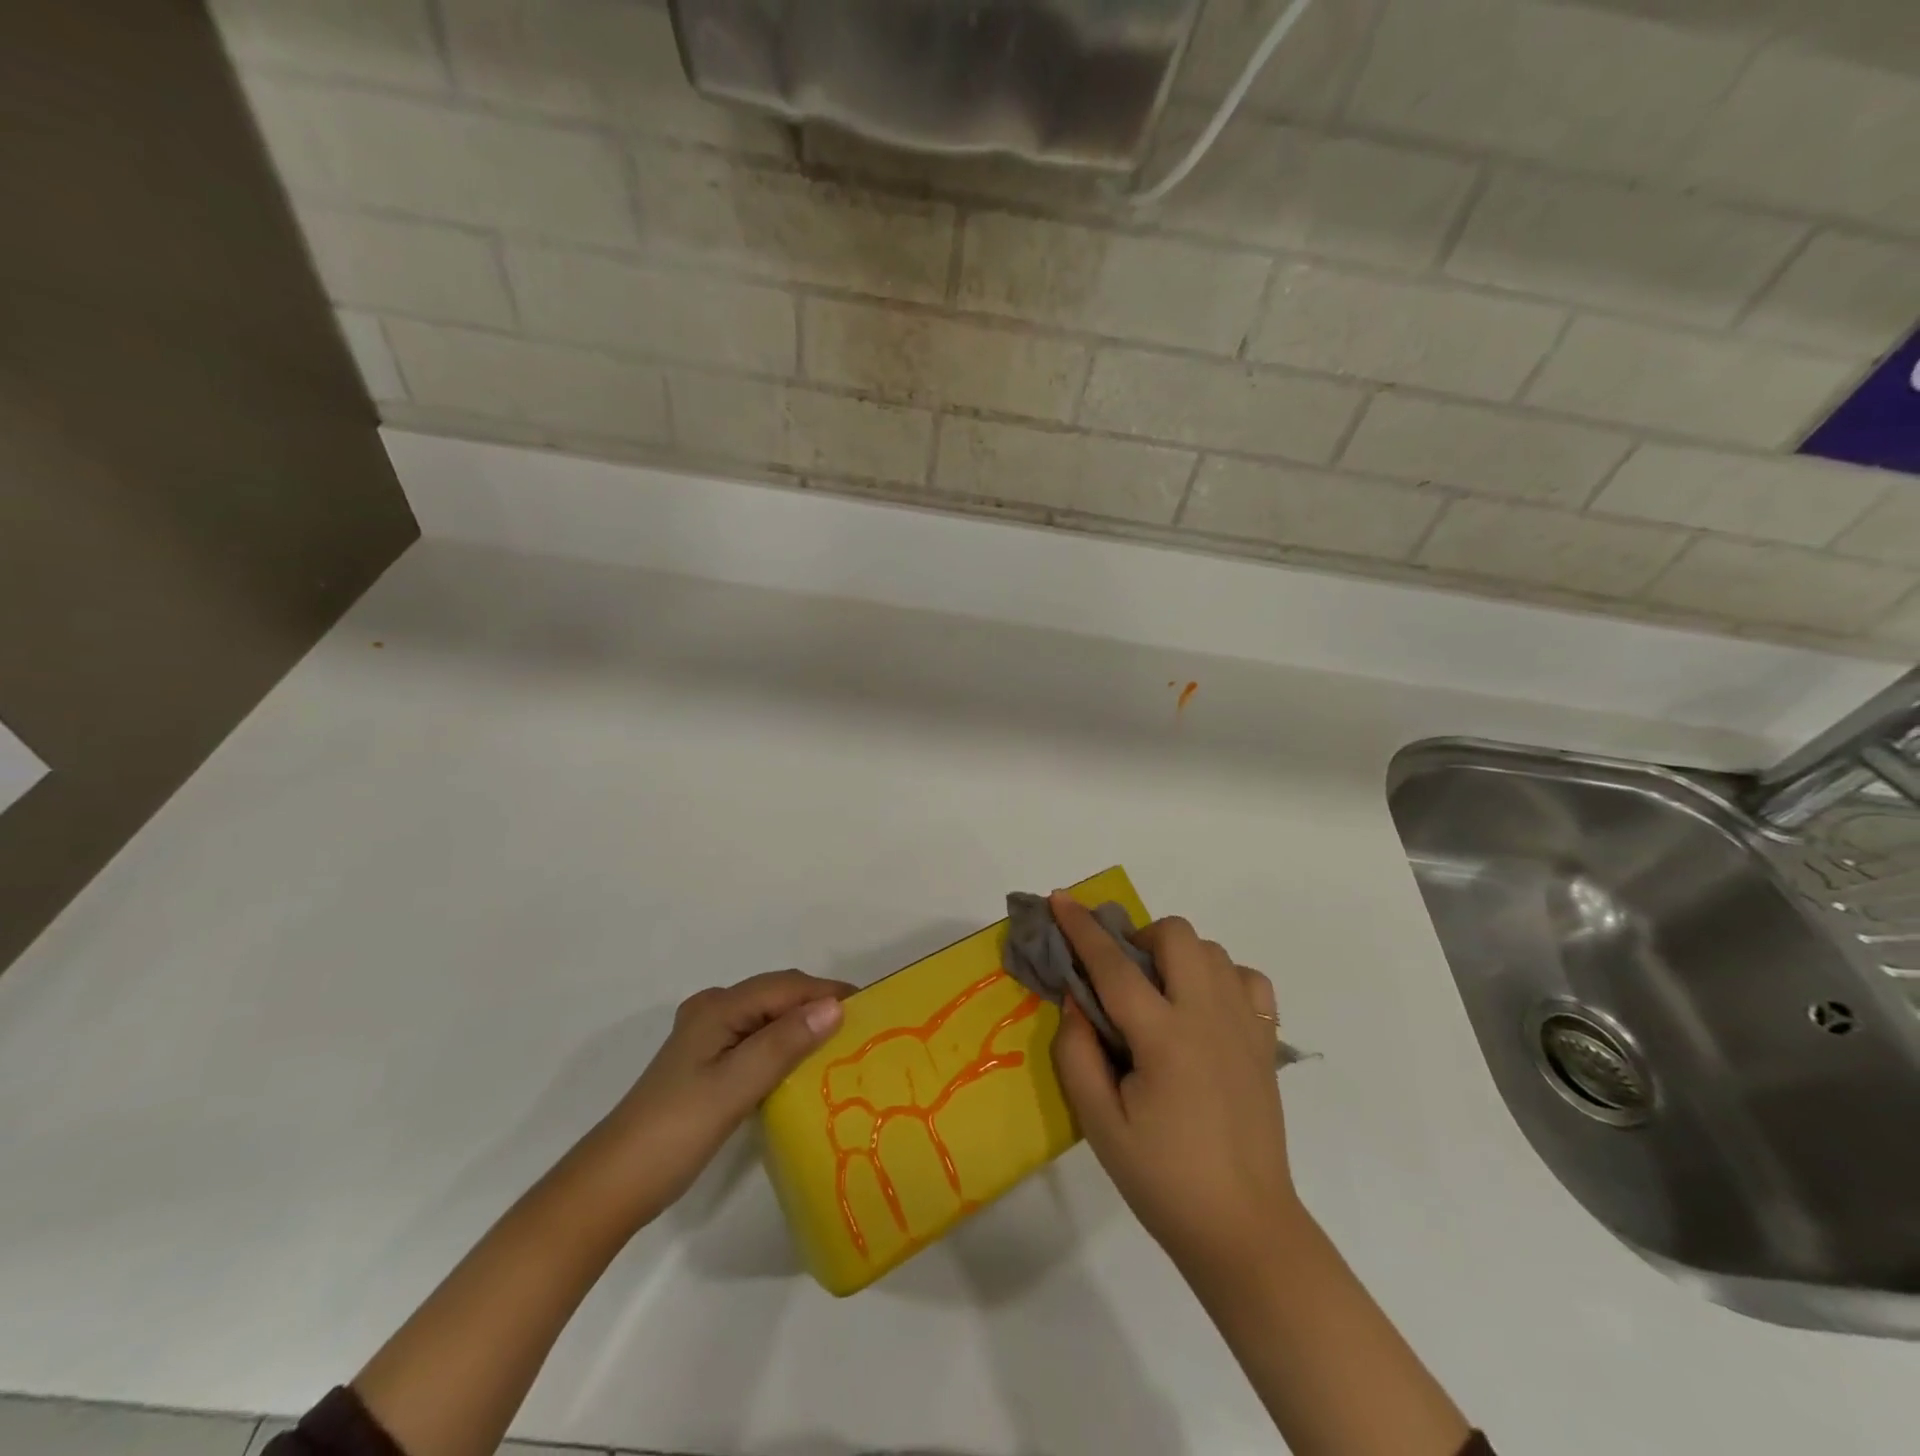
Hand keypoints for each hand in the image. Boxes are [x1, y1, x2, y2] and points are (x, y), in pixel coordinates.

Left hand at [600, 970, 851, 1218]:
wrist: (613, 1185)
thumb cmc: (675, 1131)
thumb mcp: (734, 1086)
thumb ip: (783, 1044)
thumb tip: (834, 1007)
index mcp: (718, 1007)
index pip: (786, 987)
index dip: (828, 992)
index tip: (872, 1009)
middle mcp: (713, 1011)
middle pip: (777, 996)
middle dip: (819, 1005)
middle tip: (863, 1031)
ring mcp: (708, 1037)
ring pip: (769, 1018)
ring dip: (804, 1026)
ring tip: (843, 1047)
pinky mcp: (708, 1064)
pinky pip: (758, 1040)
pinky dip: (785, 1045)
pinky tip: (804, 1067)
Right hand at [1049, 898, 1301, 1278]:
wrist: (1243, 1227)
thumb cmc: (1162, 1179)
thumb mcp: (1099, 1123)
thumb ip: (1077, 1053)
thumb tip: (1075, 999)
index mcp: (1164, 1038)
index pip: (1114, 964)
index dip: (1081, 928)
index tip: (1060, 898)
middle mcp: (1209, 1016)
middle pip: (1176, 935)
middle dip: (1138, 937)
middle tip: (1120, 977)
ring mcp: (1245, 1025)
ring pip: (1211, 949)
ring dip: (1176, 955)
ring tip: (1158, 993)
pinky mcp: (1266, 1042)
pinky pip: (1246, 979)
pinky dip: (1219, 976)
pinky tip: (1202, 1007)